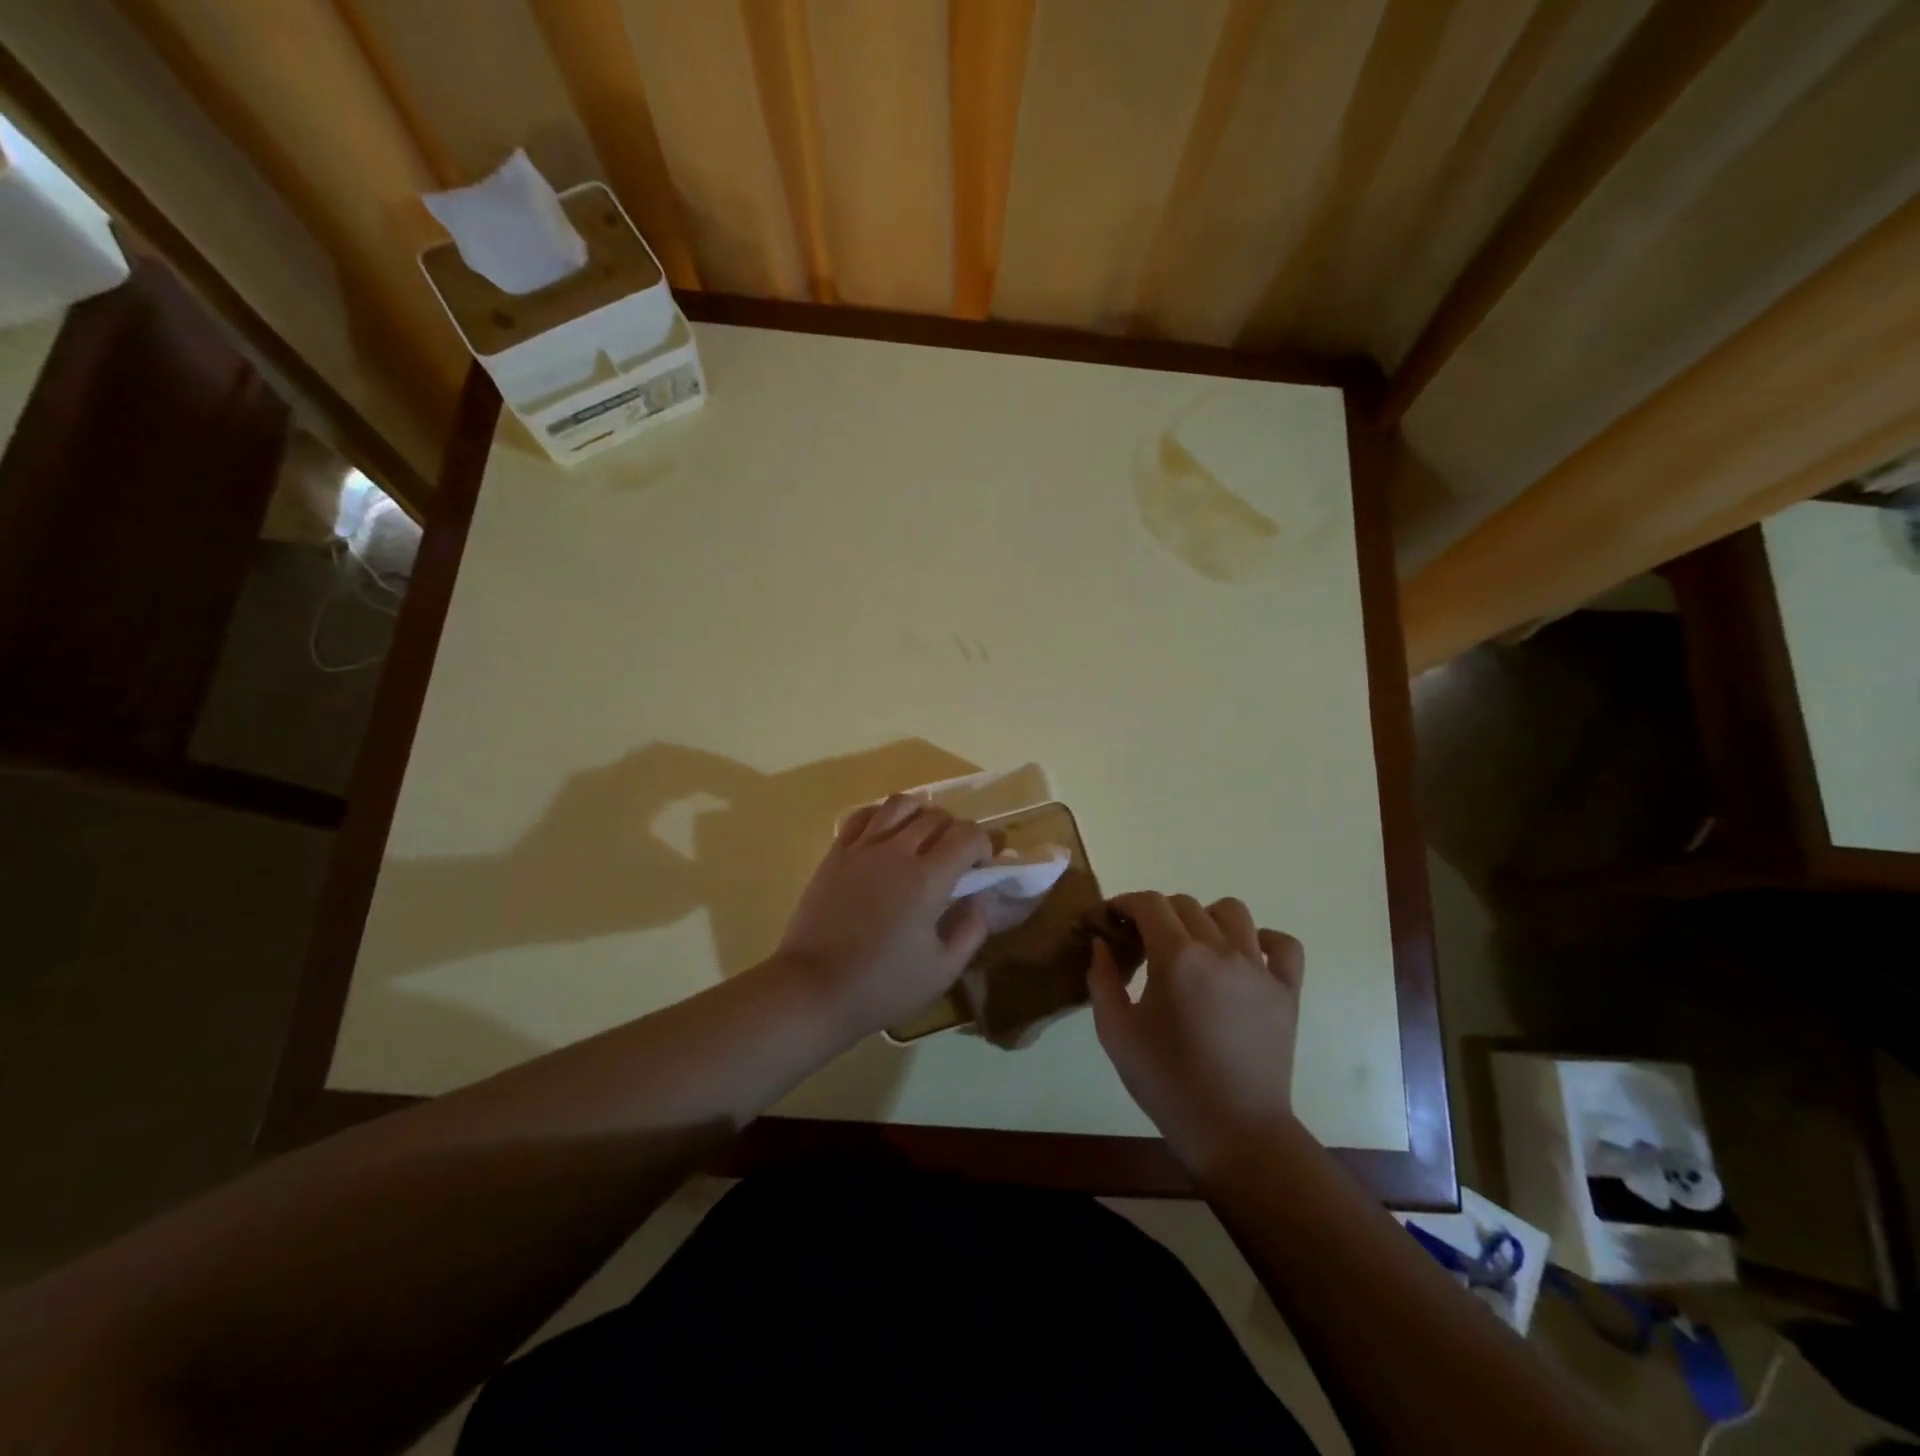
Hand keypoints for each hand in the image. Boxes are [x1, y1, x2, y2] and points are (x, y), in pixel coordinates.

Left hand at [774, 794, 993, 1039]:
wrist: (814, 989)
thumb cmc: (883, 986)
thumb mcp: (942, 970)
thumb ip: (971, 929)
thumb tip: (982, 898)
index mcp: (928, 878)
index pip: (968, 836)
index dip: (984, 845)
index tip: (982, 867)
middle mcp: (897, 851)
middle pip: (937, 816)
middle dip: (956, 831)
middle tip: (956, 859)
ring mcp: (862, 848)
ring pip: (900, 805)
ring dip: (921, 814)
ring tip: (922, 838)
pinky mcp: (836, 853)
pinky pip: (863, 816)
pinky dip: (883, 816)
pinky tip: (886, 836)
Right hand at [1088, 891, 1305, 1176]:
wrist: (1235, 1132)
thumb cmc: (1167, 1083)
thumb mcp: (1116, 1033)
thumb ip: (1102, 980)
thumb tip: (1101, 944)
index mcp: (1176, 958)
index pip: (1148, 903)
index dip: (1125, 903)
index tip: (1112, 919)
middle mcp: (1220, 951)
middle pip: (1184, 904)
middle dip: (1157, 914)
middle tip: (1143, 943)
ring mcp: (1259, 969)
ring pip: (1232, 912)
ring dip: (1205, 918)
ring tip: (1193, 947)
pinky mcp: (1287, 990)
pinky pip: (1283, 945)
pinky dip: (1262, 940)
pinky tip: (1244, 958)